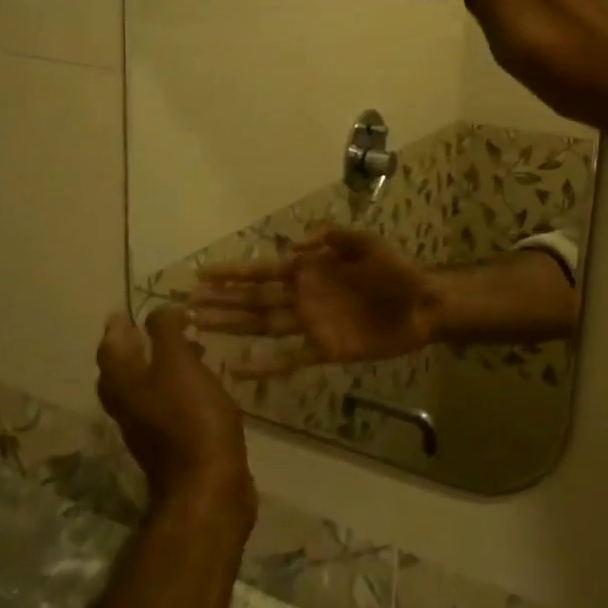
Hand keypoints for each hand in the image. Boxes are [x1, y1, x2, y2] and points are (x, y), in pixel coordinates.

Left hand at [97, 307, 253, 520]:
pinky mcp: (173, 444)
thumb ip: (167, 333)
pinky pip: (168, 405)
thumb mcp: (179, 365)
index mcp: (126, 385)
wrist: (208, 485)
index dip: (115, 330)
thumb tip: (160, 309)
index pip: (110, 351)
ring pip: (144, 390)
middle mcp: (130, 408)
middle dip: (132, 349)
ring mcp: (150, 429)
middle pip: (121, 373)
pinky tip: (202, 382)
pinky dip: (178, 387)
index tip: (122, 312)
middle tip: (148, 330)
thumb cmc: (191, 418)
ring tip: (186, 348)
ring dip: (158, 367)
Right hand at [189, 227, 437, 377]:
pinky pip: (288, 359)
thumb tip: (291, 245)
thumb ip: (332, 238)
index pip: (263, 271)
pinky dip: (263, 366)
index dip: (233, 273)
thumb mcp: (367, 245)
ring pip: (262, 326)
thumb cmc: (395, 272)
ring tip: (199, 327)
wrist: (421, 307)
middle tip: (187, 304)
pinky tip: (237, 369)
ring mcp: (310, 325)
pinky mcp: (323, 350)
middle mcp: (302, 297)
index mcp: (310, 270)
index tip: (201, 273)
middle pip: (254, 299)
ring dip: (232, 326)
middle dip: (222, 300)